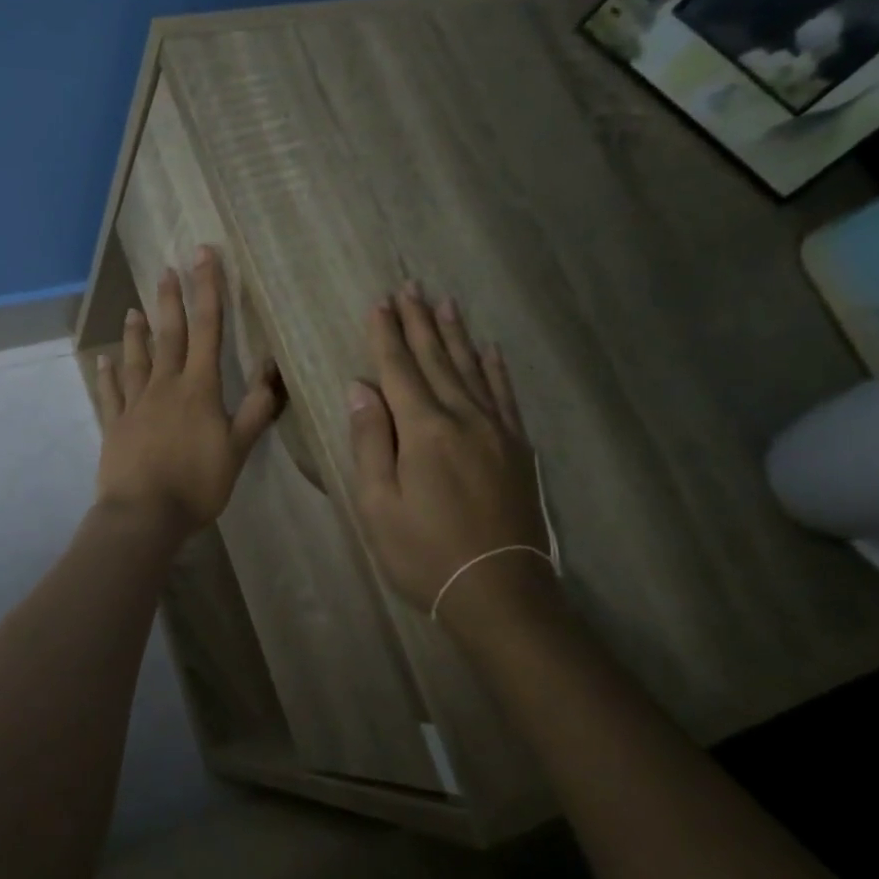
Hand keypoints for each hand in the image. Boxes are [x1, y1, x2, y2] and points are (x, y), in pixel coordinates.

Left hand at [95, 246, 281, 538]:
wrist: (144, 514)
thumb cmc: (197, 484)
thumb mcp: (237, 451)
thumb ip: (255, 411)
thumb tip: (273, 371)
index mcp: (198, 389)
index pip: (207, 330)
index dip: (208, 290)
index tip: (203, 255)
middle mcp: (165, 387)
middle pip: (169, 335)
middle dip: (171, 300)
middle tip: (166, 269)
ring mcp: (135, 404)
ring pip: (137, 359)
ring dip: (137, 333)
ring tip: (134, 309)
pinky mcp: (115, 425)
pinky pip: (110, 394)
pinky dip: (107, 375)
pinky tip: (103, 361)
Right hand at [346, 283, 556, 623]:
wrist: (498, 591)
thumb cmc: (423, 552)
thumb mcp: (377, 503)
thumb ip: (369, 441)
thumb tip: (360, 387)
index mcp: (424, 431)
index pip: (399, 371)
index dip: (386, 335)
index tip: (379, 303)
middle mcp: (464, 419)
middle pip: (437, 360)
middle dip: (420, 323)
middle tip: (411, 286)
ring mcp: (497, 432)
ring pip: (473, 370)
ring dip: (456, 335)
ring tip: (445, 303)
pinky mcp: (518, 450)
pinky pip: (505, 396)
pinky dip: (496, 369)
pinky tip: (491, 350)